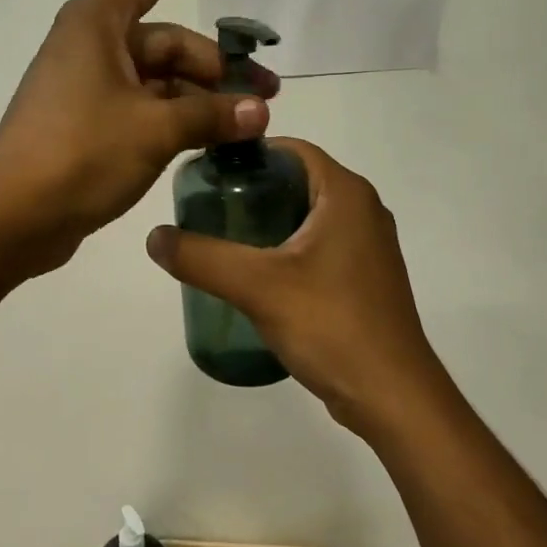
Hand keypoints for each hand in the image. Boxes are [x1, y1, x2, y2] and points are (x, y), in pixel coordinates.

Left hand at [0, 0, 277, 273]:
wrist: (14, 215)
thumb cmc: (81, 153)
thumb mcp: (155, 129)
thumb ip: (211, 115)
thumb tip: (260, 112)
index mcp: (98, 24)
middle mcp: (91, 46)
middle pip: (166, 43)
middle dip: (216, 68)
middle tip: (266, 96)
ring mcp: (88, 86)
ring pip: (157, 80)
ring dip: (201, 100)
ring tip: (247, 125)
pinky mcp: (88, 123)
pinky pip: (142, 108)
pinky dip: (175, 119)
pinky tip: (210, 141)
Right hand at [145, 140, 453, 436]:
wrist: (391, 396)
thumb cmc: (330, 325)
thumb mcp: (256, 286)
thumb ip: (201, 257)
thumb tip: (154, 236)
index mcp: (346, 193)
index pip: (291, 150)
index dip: (248, 156)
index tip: (207, 174)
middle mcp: (363, 210)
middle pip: (297, 181)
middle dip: (252, 191)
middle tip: (207, 209)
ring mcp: (368, 246)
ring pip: (308, 216)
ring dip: (267, 222)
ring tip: (222, 240)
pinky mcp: (365, 278)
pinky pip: (319, 246)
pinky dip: (286, 249)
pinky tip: (256, 276)